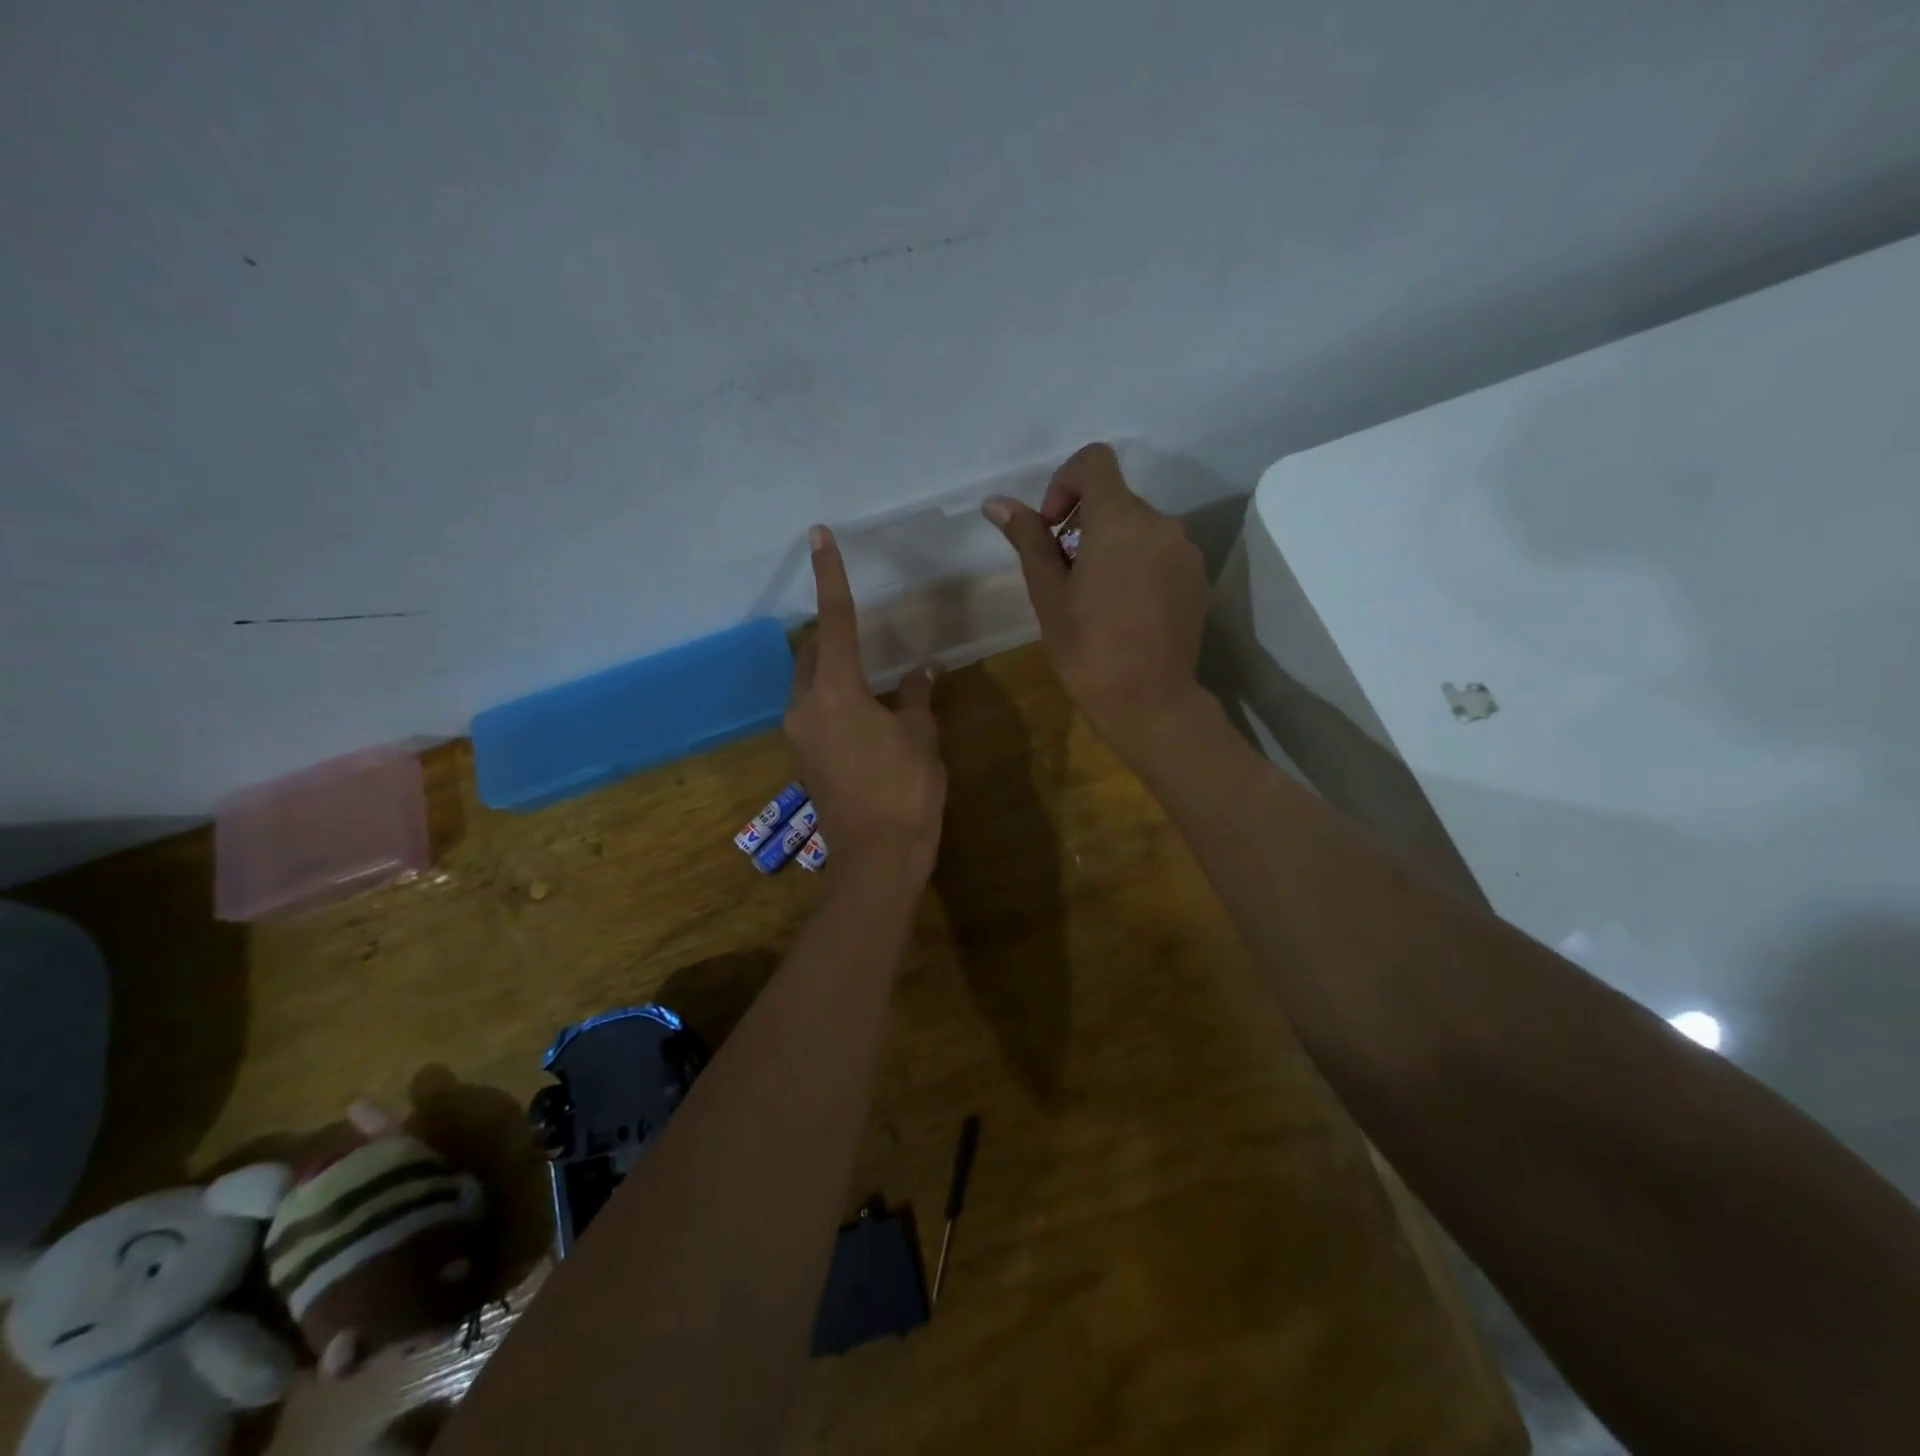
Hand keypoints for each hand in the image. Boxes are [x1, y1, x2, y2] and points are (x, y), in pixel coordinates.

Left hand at [784, 526, 946, 885]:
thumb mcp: (920, 737)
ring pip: (809, 681)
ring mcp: (799, 734)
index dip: (831, 576)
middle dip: (832, 631)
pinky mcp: (803, 756)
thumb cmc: (906, 792)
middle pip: (812, 651)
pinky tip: (864, 710)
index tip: (820, 537)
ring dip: (832, 667)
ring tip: (869, 671)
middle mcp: (805, 706)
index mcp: (836, 692)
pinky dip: (834, 696)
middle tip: (859, 622)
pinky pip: (813, 709)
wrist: (876, 859)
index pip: (836, 620)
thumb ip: (916, 697)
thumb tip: (923, 670)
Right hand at [984, 443, 1210, 766]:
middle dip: (1085, 524)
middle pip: (1116, 499)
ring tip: (1097, 597)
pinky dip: (1139, 564)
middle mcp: (1160, 523)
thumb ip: (1029, 539)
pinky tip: (1127, 610)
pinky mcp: (1198, 577)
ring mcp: (1185, 551)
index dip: (1066, 481)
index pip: (1095, 461)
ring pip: (1140, 528)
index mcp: (1119, 520)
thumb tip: (996, 503)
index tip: (1054, 526)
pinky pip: (1162, 552)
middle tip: (1066, 575)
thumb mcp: (1048, 594)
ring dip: (1113, 545)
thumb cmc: (1088, 649)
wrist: (1149, 701)